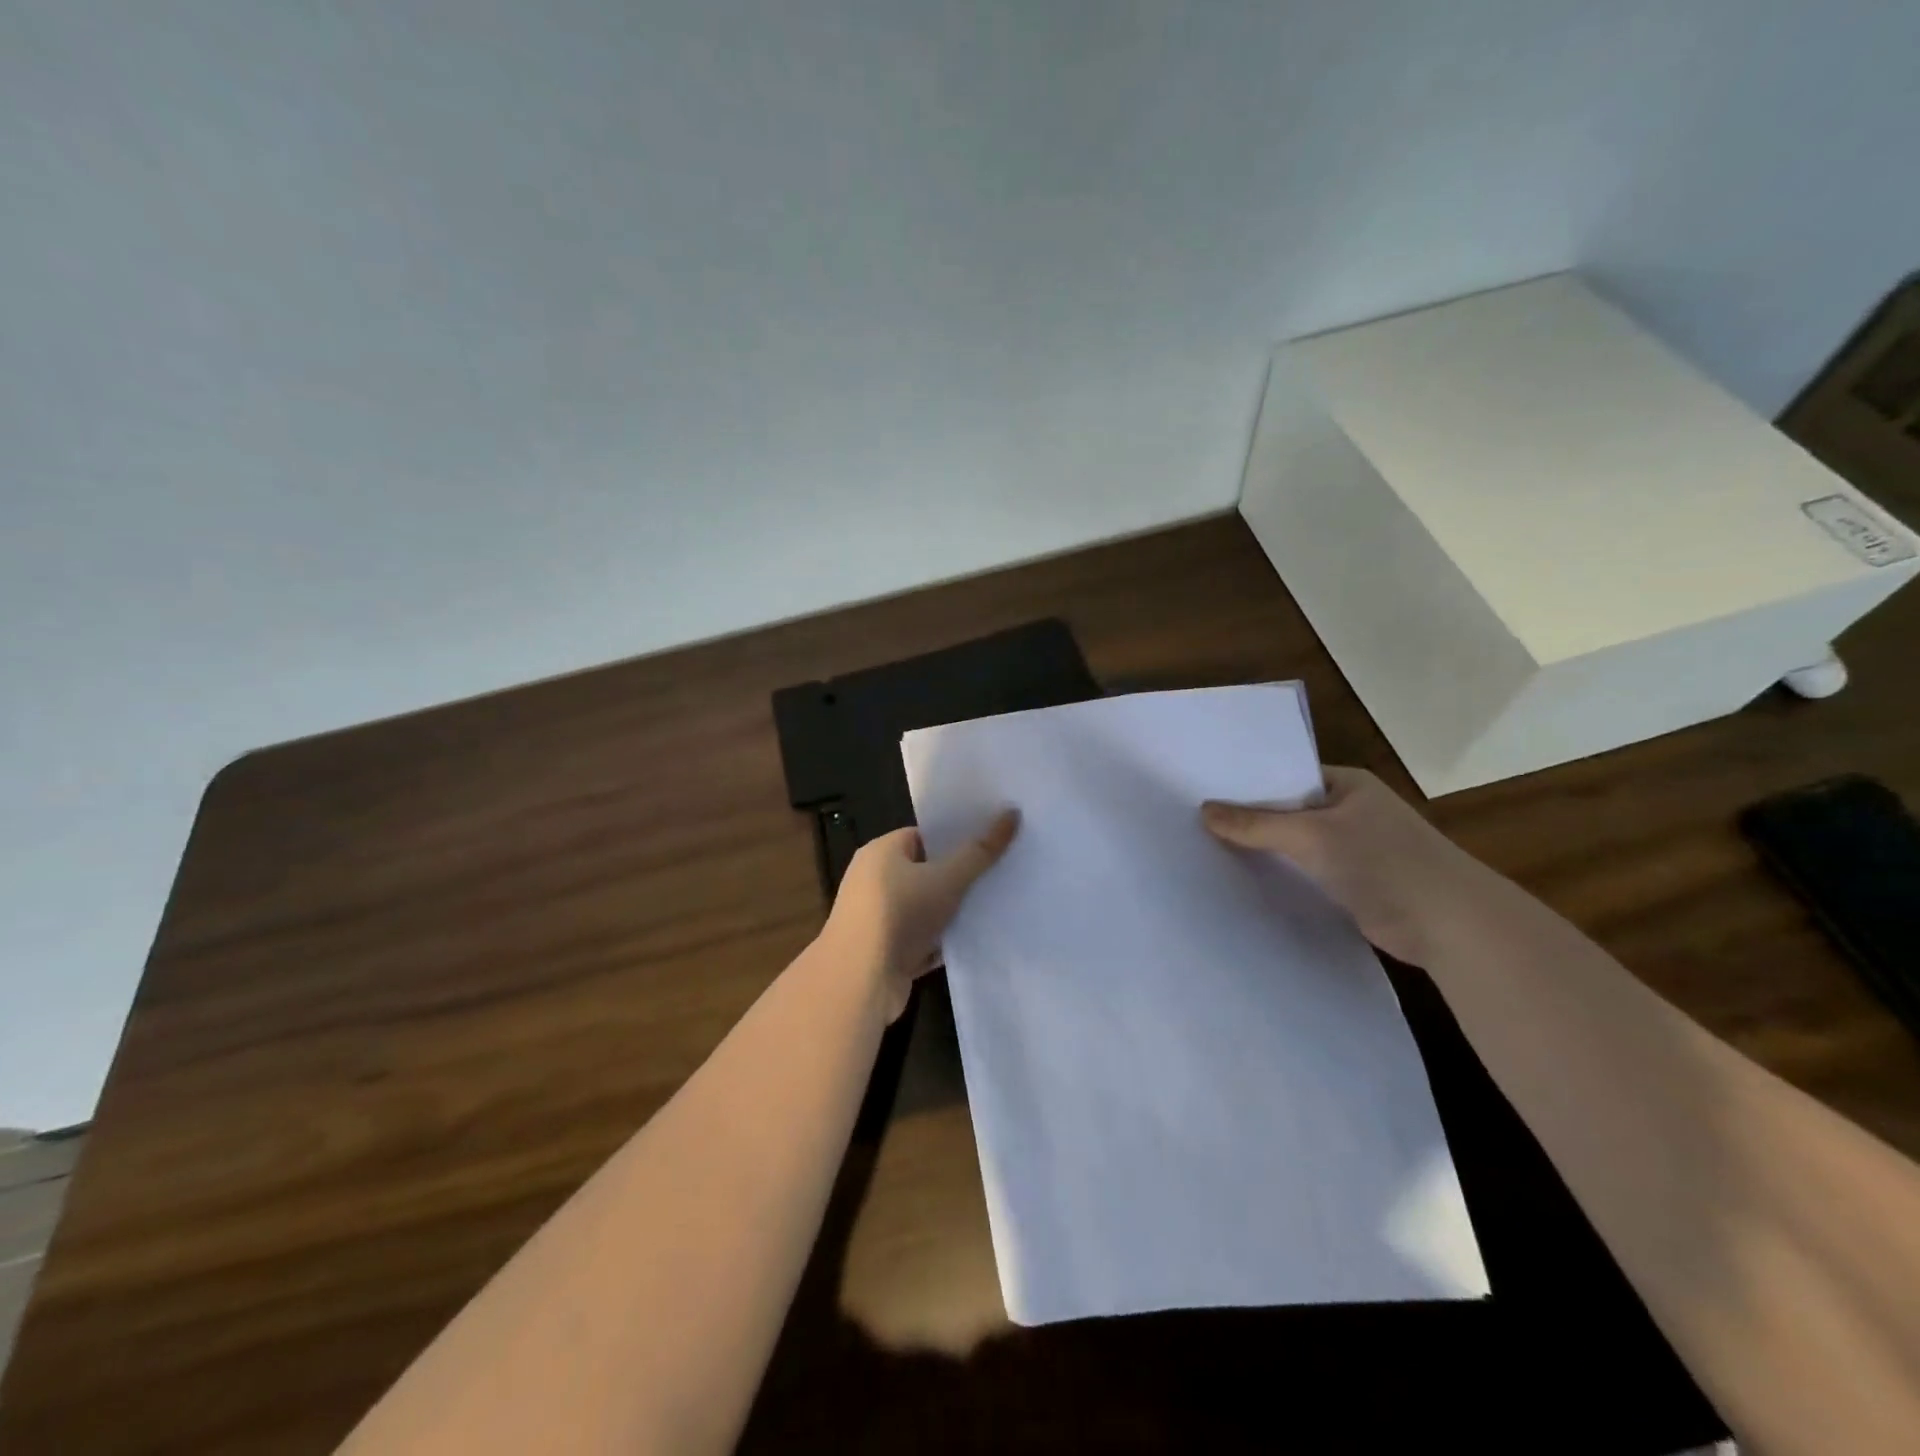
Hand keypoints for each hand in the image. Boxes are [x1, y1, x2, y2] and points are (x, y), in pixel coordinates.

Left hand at [821, 810, 1020, 1020]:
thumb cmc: (899, 914)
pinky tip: (975, 942)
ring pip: (926, 908)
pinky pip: (922, 939)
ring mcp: (878, 919)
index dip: (956, 838)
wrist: (859, 982)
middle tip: (1000, 874)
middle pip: (925, 872)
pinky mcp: (885, 953)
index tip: (991, 842)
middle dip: (959, 876)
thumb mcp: (946, 878)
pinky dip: (943, 941)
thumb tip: (1012, 812)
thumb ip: (980, 851)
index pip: (923, 836)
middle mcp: (874, 881)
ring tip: (995, 906)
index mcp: (881, 852)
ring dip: (953, 912)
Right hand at [1201, 767, 1492, 965]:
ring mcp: (1352, 849)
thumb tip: (1204, 811)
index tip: (1201, 792)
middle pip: (1286, 811)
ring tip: (1207, 851)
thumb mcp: (1312, 836)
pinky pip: (1305, 873)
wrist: (1450, 925)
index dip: (1246, 784)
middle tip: (1193, 823)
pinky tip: (1243, 881)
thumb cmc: (1384, 862)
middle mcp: (1349, 811)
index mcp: (1346, 785)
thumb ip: (1256, 824)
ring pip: (1294, 845)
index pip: (1285, 775)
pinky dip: (1281, 876)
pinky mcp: (1352, 884)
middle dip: (1248, 819)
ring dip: (1264, 851)